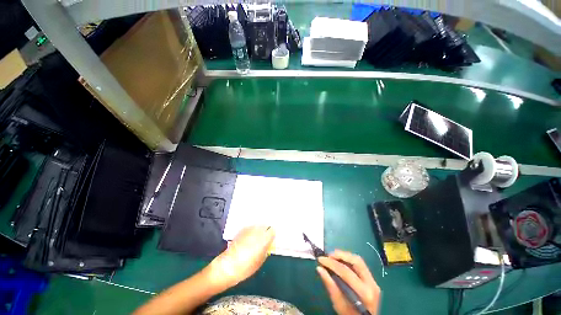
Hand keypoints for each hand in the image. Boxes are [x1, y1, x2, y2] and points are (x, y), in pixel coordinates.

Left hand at [206, 226, 274, 288]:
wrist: (226, 267)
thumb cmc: (245, 268)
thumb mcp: (259, 262)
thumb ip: (265, 251)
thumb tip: (268, 245)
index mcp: (263, 240)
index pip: (272, 231)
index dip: (273, 234)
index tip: (273, 237)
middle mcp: (256, 232)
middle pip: (265, 226)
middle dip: (266, 230)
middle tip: (267, 235)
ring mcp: (248, 230)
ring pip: (257, 226)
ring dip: (259, 229)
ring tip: (259, 235)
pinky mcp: (241, 231)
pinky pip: (250, 227)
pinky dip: (252, 230)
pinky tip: (251, 236)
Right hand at [317, 250, 380, 314]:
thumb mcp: (339, 305)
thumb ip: (330, 286)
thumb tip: (319, 269)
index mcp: (364, 293)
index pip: (346, 271)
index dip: (331, 263)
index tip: (320, 259)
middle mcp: (372, 284)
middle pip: (356, 261)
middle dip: (340, 255)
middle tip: (328, 256)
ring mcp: (374, 281)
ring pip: (358, 261)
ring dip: (344, 256)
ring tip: (332, 257)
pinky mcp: (372, 280)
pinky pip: (360, 265)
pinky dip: (348, 261)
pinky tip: (340, 262)